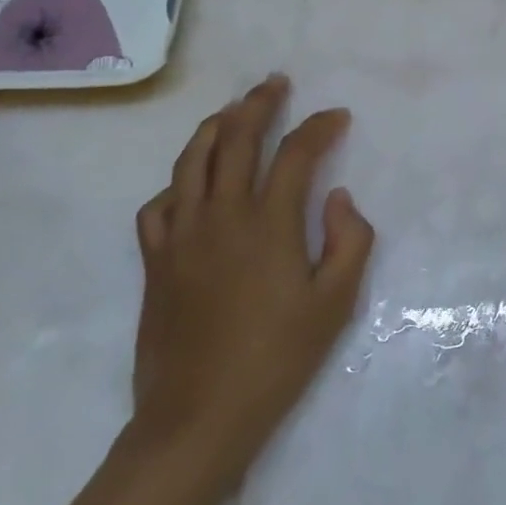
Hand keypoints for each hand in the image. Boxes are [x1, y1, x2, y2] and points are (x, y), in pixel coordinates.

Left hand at [129, 74, 374, 483]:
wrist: (197, 420)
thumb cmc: (276, 360)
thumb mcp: (335, 305)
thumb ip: (350, 240)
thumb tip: (336, 196)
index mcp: (268, 223)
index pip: (296, 153)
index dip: (319, 126)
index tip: (337, 116)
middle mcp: (221, 216)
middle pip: (237, 138)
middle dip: (259, 103)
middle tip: (276, 84)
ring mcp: (181, 236)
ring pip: (192, 160)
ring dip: (215, 126)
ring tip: (232, 110)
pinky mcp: (155, 261)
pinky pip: (159, 204)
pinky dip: (177, 182)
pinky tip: (190, 184)